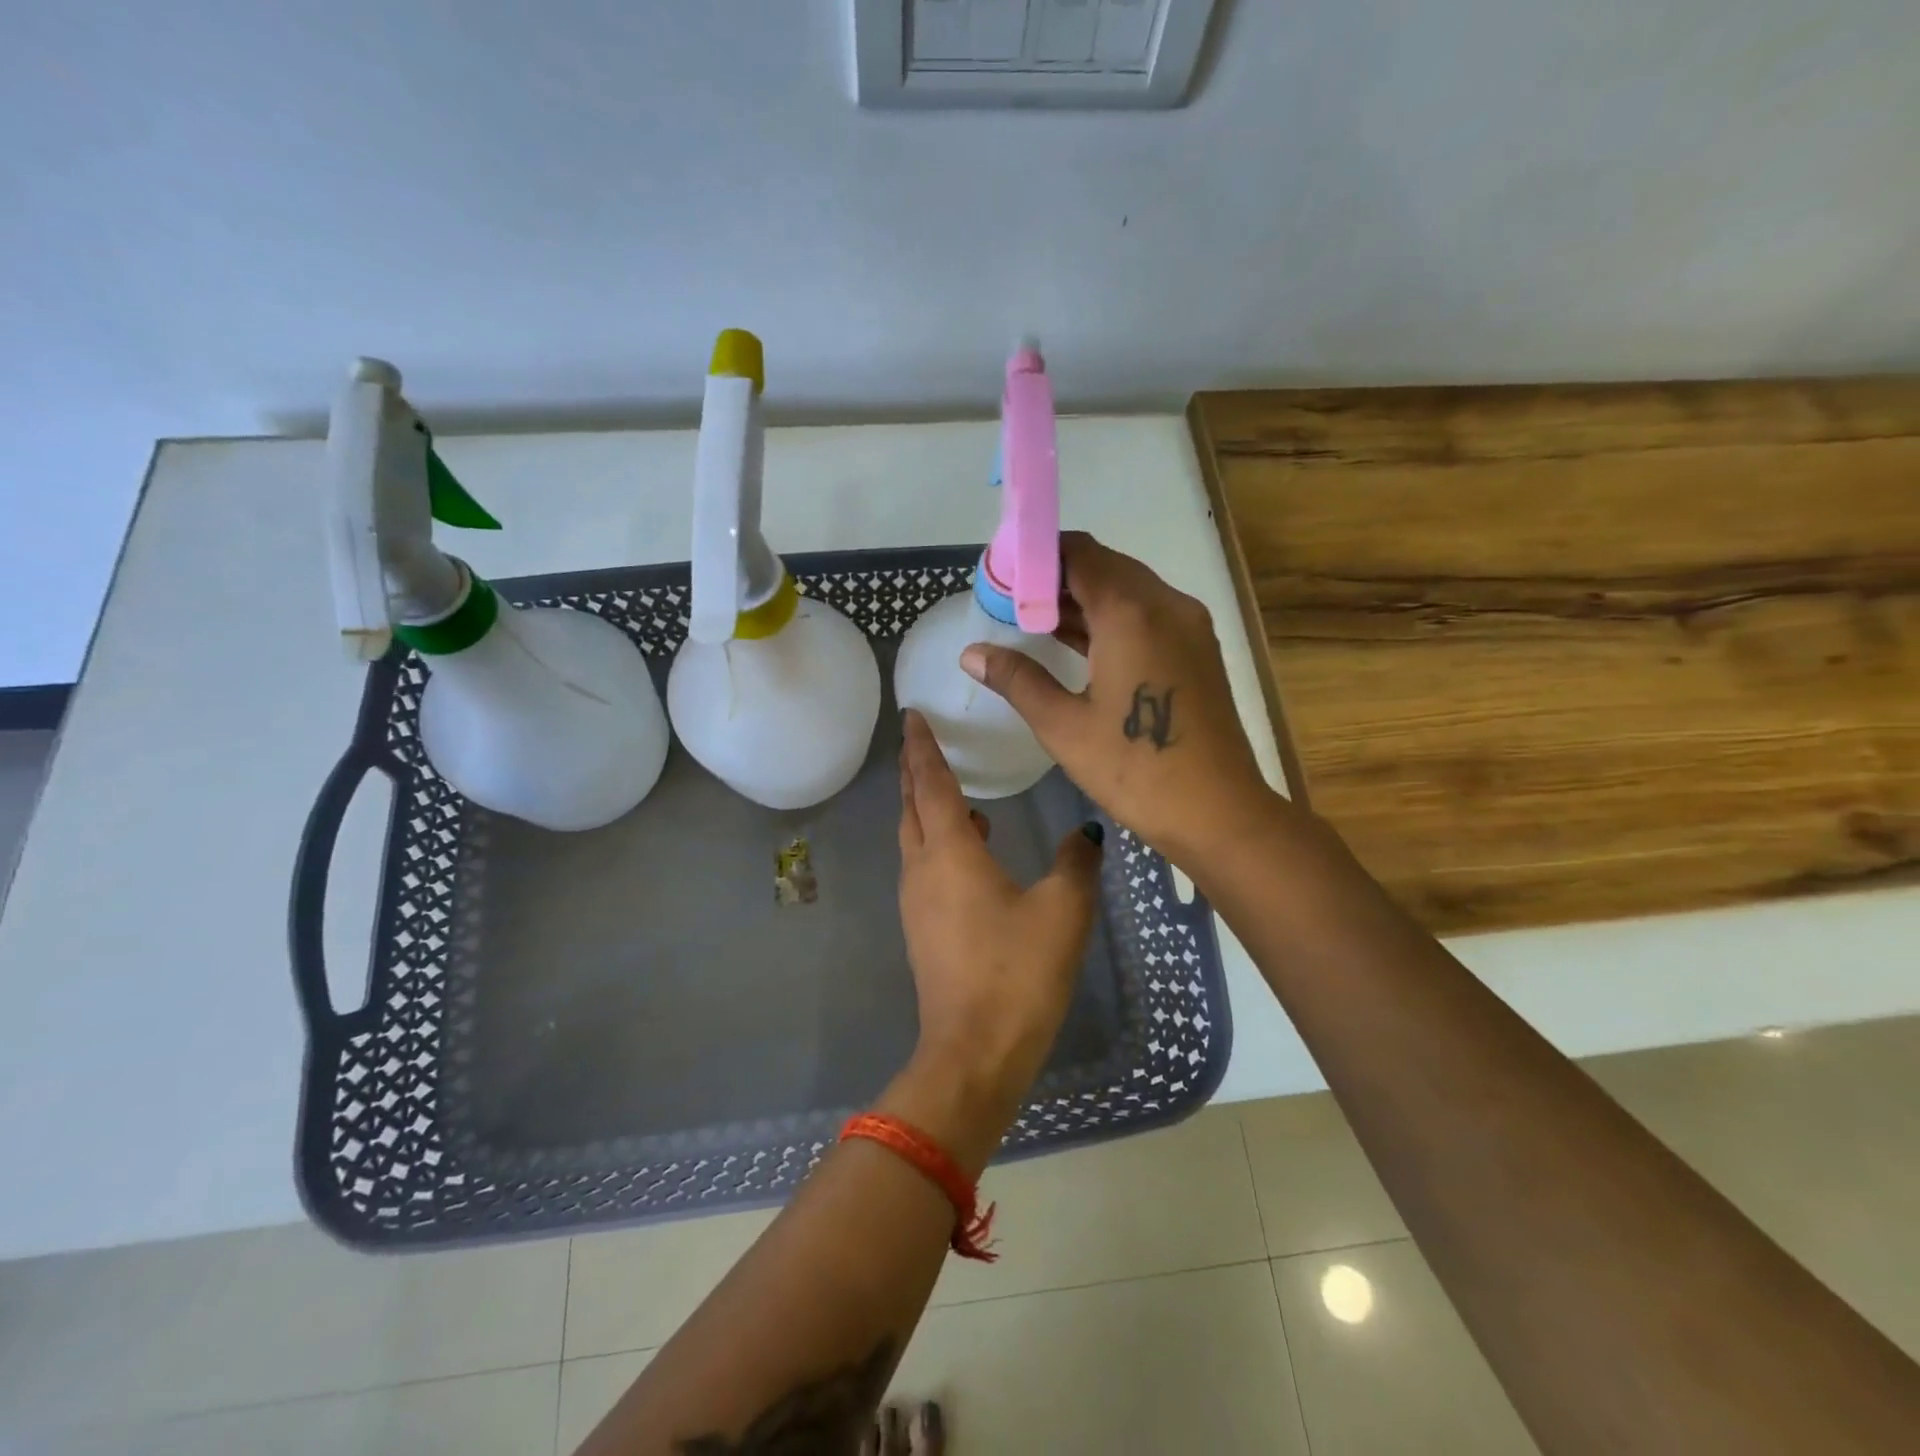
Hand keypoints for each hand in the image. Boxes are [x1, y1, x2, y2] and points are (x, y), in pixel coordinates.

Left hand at [884, 711, 1102, 1174]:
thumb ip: (1075, 863)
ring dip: (928, 807)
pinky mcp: (922, 928)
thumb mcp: (1062, 911)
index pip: (930, 782)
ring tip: (956, 790)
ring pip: (915, 837)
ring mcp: (917, 901)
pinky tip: (972, 850)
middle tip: (925, 741)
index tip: (912, 715)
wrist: (973, 1051)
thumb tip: (1086, 832)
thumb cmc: (1017, 972)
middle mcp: (923, 868)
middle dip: (917, 770)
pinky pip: (925, 865)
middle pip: (913, 806)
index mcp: (950, 852)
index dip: (922, 746)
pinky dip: (940, 842)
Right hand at [959, 531, 1277, 870]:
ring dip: (1081, 598)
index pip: (1078, 552)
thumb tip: (971, 654)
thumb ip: (1016, 679)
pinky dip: (1109, 618)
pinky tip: (1076, 642)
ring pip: (1127, 590)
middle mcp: (1166, 604)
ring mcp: (1188, 625)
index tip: (1000, 575)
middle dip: (1055, 577)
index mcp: (1131, 612)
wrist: (1218, 812)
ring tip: (1032, 620)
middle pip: (1104, 566)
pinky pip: (1146, 614)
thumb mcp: (1063, 725)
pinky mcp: (1197, 649)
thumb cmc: (1135, 768)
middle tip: (1010, 601)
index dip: (1036, 556)